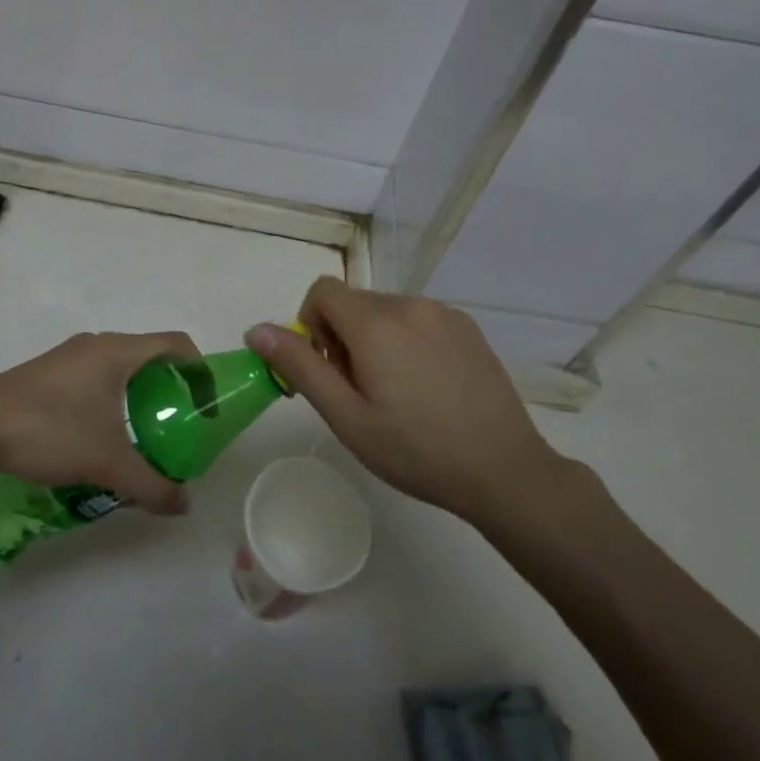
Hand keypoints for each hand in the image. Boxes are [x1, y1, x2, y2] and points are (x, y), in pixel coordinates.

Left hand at [0, 331, 199, 514]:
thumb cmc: (48, 430)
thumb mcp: (106, 462)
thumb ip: (150, 484)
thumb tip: (183, 505)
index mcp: (118, 351)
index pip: (176, 344)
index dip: (200, 370)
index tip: (206, 407)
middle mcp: (96, 345)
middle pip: (149, 356)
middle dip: (170, 389)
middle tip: (178, 427)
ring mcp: (68, 357)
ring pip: (119, 369)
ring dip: (139, 396)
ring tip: (143, 437)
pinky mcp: (47, 374)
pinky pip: (94, 379)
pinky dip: (111, 401)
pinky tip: (100, 438)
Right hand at [246, 279, 585, 525]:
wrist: (503, 470)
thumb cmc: (415, 450)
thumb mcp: (346, 417)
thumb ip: (299, 366)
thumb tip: (256, 329)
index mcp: (376, 323)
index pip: (322, 291)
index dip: (311, 325)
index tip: (327, 369)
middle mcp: (410, 304)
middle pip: (354, 302)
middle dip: (343, 337)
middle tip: (361, 392)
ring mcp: (444, 313)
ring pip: (386, 311)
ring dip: (376, 339)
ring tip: (397, 393)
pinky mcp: (468, 327)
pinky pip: (419, 319)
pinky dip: (407, 341)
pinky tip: (427, 387)